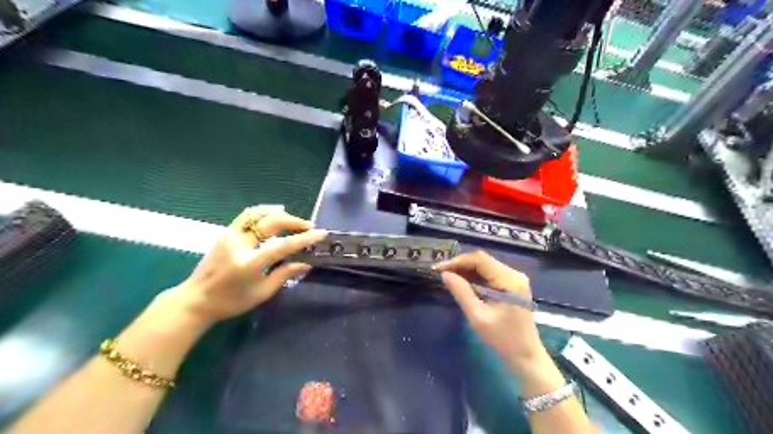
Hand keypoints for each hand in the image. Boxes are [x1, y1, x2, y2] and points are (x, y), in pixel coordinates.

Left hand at [170, 206, 325, 325]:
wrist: (196, 299)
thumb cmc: (231, 302)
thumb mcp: (262, 293)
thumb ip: (284, 275)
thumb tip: (306, 263)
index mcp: (250, 263)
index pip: (283, 245)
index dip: (304, 238)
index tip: (321, 233)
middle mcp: (240, 244)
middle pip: (272, 223)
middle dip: (294, 222)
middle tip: (308, 226)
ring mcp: (230, 235)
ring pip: (258, 213)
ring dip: (279, 214)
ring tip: (292, 219)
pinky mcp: (226, 232)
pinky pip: (247, 215)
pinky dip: (263, 211)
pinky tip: (274, 213)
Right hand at [433, 251, 541, 371]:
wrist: (526, 357)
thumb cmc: (503, 339)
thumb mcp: (477, 316)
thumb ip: (461, 292)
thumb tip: (445, 274)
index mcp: (509, 279)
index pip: (480, 259)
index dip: (457, 261)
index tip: (439, 268)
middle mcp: (514, 274)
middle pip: (483, 261)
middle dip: (460, 265)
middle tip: (441, 273)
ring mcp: (514, 279)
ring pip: (485, 266)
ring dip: (466, 270)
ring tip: (448, 277)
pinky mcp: (511, 286)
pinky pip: (489, 275)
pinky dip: (474, 277)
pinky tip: (462, 283)